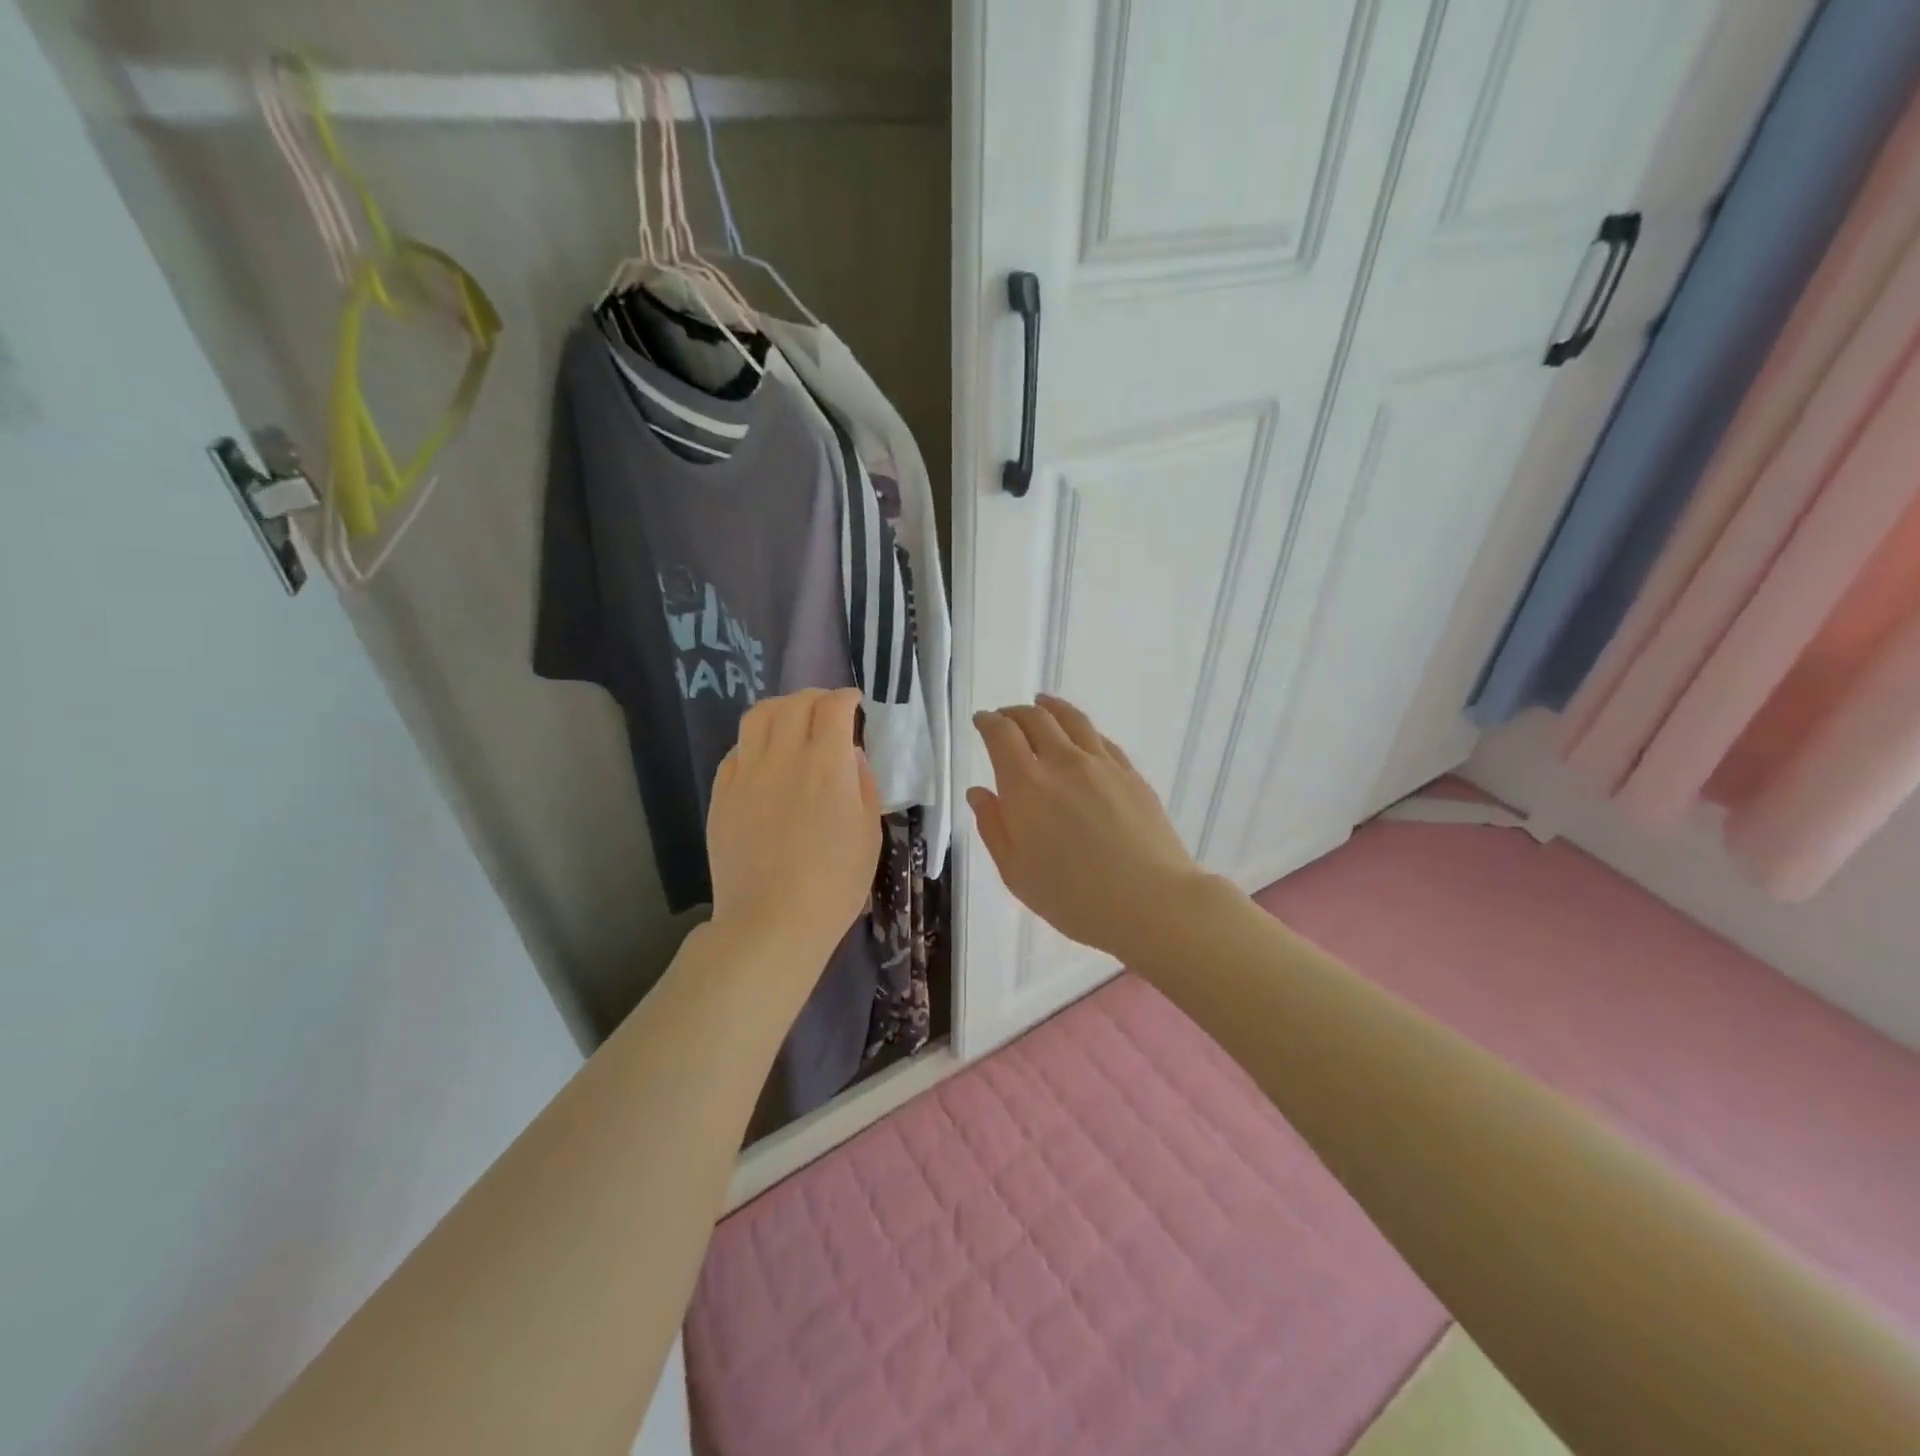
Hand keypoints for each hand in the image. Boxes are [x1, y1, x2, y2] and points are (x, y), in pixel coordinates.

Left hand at [707, 688, 880, 970]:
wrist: (773, 921)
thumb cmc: (835, 883)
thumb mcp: (869, 832)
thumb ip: (863, 783)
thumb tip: (849, 754)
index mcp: (827, 764)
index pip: (833, 708)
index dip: (846, 698)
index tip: (855, 703)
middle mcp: (784, 757)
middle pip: (794, 704)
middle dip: (815, 697)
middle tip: (827, 708)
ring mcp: (746, 774)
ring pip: (757, 717)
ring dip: (780, 709)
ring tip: (791, 720)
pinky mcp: (722, 794)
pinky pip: (736, 751)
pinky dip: (755, 742)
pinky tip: (764, 758)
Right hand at [968, 695, 1210, 962]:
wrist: (1150, 901)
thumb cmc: (1073, 897)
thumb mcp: (1016, 872)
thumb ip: (993, 827)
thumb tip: (979, 792)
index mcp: (1026, 784)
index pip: (1001, 734)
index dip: (988, 722)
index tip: (981, 720)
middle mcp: (1062, 762)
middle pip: (1036, 719)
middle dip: (1015, 713)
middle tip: (1006, 717)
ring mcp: (1102, 764)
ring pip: (1072, 720)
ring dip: (1050, 708)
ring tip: (1042, 704)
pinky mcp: (1131, 774)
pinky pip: (1100, 739)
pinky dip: (1082, 729)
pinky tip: (1081, 737)